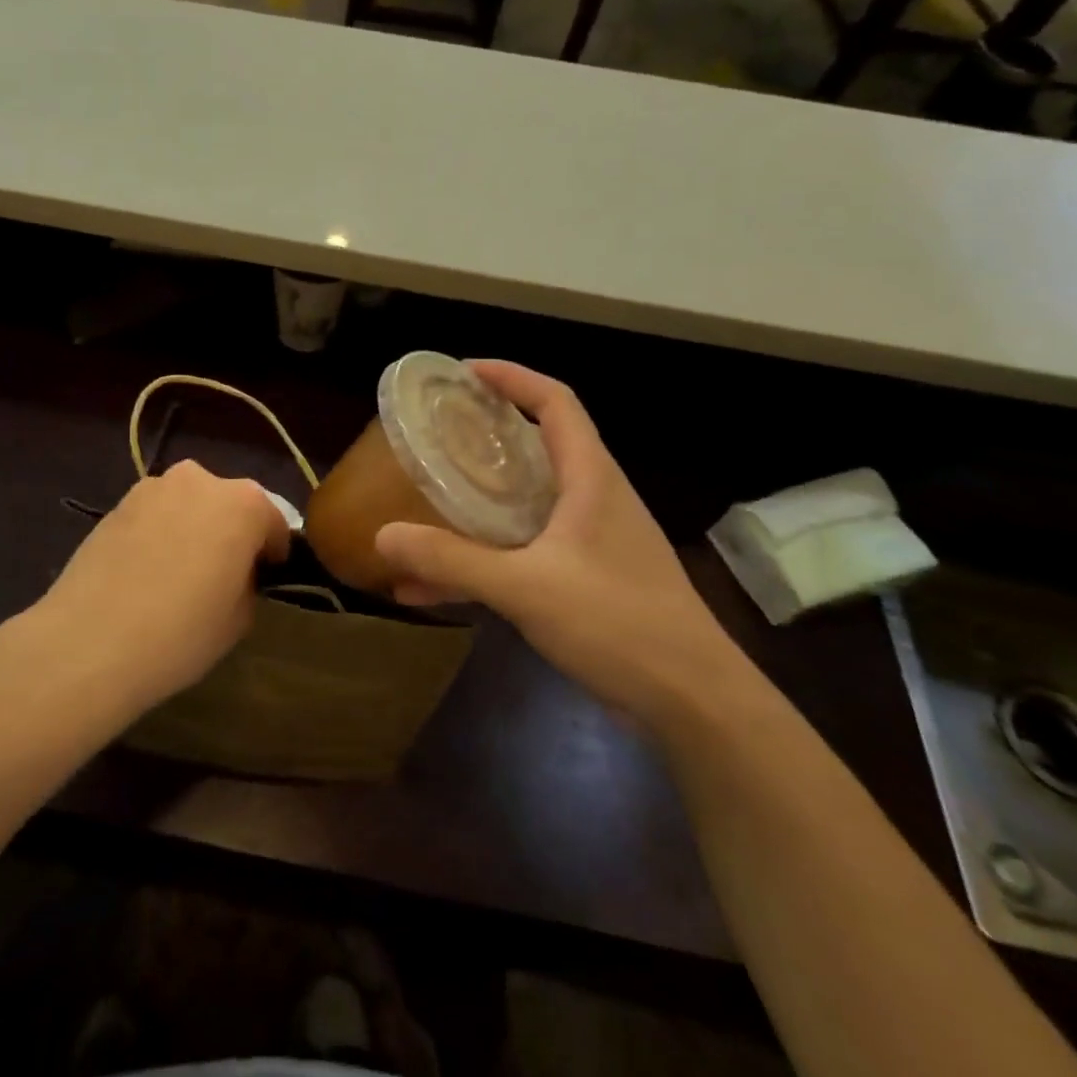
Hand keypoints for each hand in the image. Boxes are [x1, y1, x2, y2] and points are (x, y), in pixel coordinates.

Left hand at [35, 460, 290, 711]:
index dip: (273, 554)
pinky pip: (155, 515)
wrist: (90, 640)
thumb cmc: (181, 632)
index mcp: (243, 503)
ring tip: (178, 574)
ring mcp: (153, 487)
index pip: (273, 523)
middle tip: (221, 575)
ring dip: (193, 528)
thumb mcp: (240, 618)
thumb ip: (248, 581)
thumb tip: (235, 572)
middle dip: (231, 532)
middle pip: (229, 504)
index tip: (265, 579)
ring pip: (189, 505)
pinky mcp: (117, 503)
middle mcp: (200, 480)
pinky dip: (159, 534)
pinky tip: (146, 572)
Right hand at [375, 361, 746, 728]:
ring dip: (478, 502)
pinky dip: (484, 558)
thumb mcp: (526, 587)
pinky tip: (435, 588)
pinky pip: (524, 551)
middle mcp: (593, 498)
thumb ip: (452, 561)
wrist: (695, 704)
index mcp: (590, 478)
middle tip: (435, 433)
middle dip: (485, 434)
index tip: (462, 373)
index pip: (555, 401)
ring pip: (525, 502)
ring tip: (425, 501)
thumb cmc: (620, 624)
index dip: (511, 377)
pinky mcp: (586, 580)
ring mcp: (591, 541)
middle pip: (537, 445)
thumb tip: (381, 536)